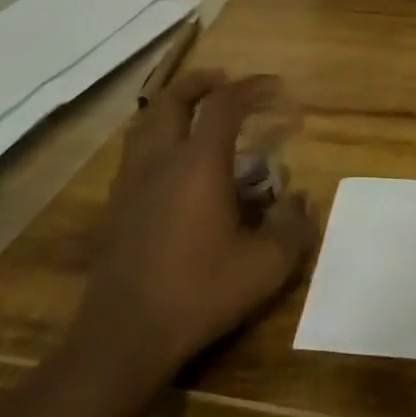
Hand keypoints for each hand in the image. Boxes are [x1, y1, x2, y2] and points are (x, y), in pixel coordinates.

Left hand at [70, 71, 314, 377]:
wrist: (124, 336)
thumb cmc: (199, 293)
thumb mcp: (265, 267)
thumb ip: (292, 228)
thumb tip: (300, 201)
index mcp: (198, 164)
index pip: (225, 105)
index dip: (252, 87)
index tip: (276, 87)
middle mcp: (160, 160)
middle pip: (174, 99)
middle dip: (202, 81)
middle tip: (225, 80)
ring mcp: (131, 181)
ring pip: (146, 121)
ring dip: (173, 104)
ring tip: (194, 110)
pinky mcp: (115, 205)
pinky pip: (135, 150)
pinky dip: (155, 134)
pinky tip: (169, 160)